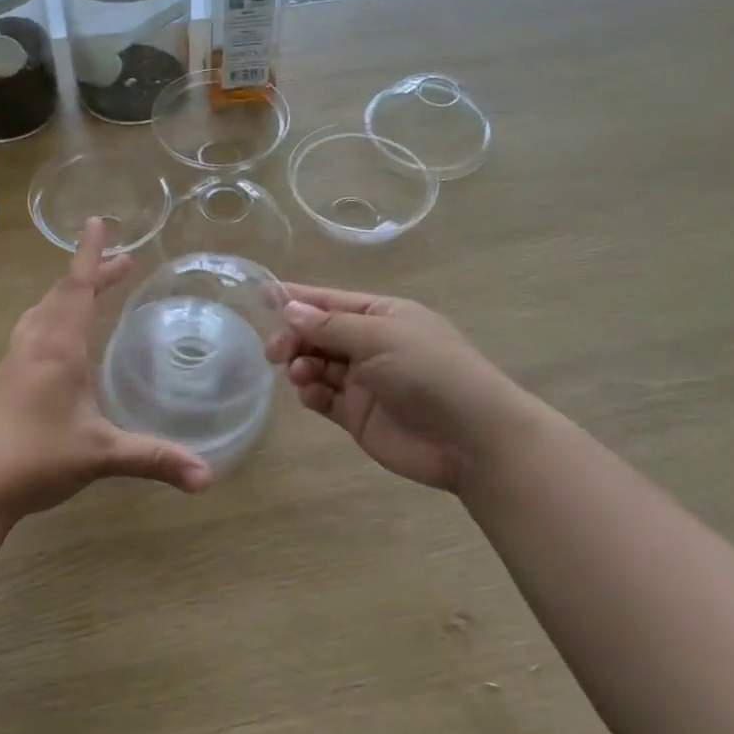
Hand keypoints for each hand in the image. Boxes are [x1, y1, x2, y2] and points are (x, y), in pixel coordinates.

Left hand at [0, 219, 213, 526]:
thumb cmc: (35, 458)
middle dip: (92, 273)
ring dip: (69, 293)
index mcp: (58, 348)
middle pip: (62, 294)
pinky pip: (33, 330)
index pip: (77, 288)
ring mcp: (15, 361)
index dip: (90, 255)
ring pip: (43, 311)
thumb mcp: (100, 454)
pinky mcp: (5, 380)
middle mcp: (35, 345)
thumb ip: (154, 458)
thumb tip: (208, 477)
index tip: (98, 221)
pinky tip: (58, 337)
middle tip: (124, 262)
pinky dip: (53, 316)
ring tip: (91, 290)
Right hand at [264, 284, 527, 493]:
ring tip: (300, 374)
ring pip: (317, 365)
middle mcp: (370, 344)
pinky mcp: (357, 415)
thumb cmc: (428, 371)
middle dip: (294, 337)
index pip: (330, 301)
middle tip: (275, 351)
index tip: (262, 296)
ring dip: (301, 365)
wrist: (470, 438)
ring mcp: (364, 381)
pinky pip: (324, 397)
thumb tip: (289, 309)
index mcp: (382, 315)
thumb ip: (329, 326)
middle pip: (318, 334)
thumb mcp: (379, 337)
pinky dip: (311, 393)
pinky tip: (311, 395)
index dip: (298, 298)